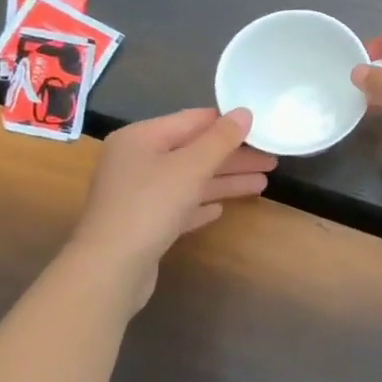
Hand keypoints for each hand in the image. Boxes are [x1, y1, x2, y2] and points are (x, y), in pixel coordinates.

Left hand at [68, 108, 274, 300]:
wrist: (110, 269)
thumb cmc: (150, 206)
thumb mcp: (190, 167)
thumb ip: (220, 139)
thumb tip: (245, 112)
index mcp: (141, 138)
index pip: (192, 120)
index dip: (228, 124)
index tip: (261, 128)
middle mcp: (136, 161)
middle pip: (193, 152)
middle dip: (233, 157)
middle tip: (271, 160)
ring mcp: (137, 194)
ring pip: (190, 180)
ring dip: (225, 181)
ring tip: (263, 184)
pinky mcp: (143, 224)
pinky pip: (179, 207)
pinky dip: (201, 204)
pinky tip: (221, 210)